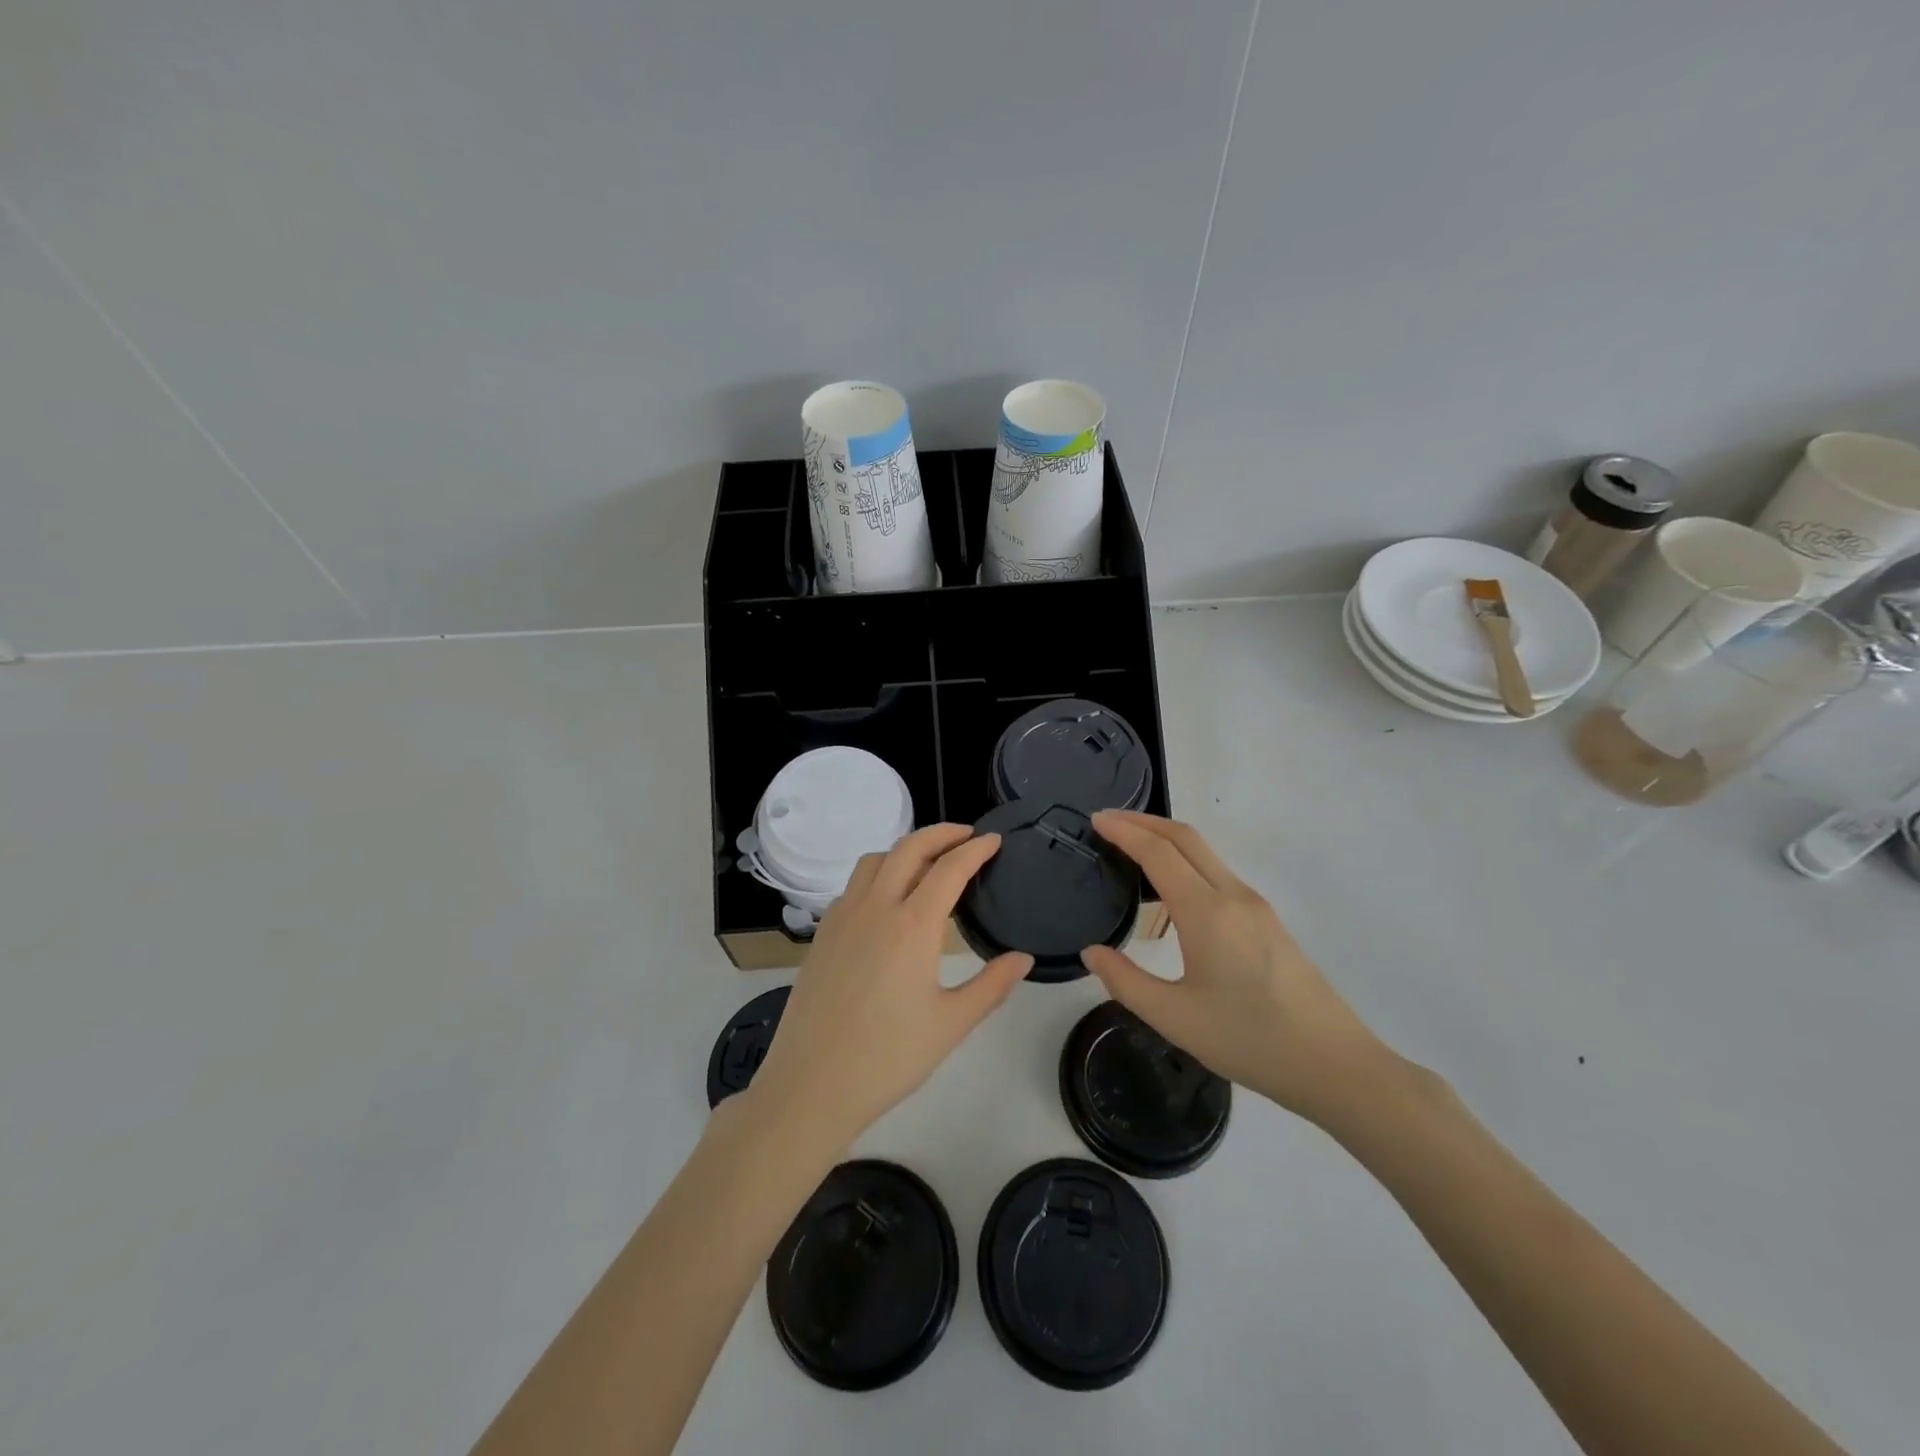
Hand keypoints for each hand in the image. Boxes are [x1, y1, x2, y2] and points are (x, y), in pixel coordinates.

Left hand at [747, 824, 1032, 1148]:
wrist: (812, 1084)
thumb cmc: (889, 1058)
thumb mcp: (951, 1024)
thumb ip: (992, 986)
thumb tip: (1023, 958)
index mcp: (912, 926)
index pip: (949, 868)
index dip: (976, 849)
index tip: (995, 841)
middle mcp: (875, 908)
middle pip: (909, 848)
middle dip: (942, 833)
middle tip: (967, 836)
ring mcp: (843, 917)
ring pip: (876, 860)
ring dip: (906, 848)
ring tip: (929, 862)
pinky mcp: (823, 933)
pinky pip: (854, 884)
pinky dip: (879, 872)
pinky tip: (889, 899)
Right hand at [1080, 811, 1391, 1127]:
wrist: (1334, 1064)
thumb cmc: (1250, 1040)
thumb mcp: (1175, 1018)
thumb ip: (1125, 981)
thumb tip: (1092, 952)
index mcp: (1207, 912)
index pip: (1158, 852)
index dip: (1124, 830)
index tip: (1095, 819)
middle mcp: (1233, 896)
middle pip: (1186, 837)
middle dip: (1144, 821)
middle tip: (1107, 821)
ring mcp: (1256, 906)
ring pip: (1205, 853)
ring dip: (1166, 839)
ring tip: (1132, 848)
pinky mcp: (1268, 921)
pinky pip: (1218, 873)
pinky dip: (1186, 861)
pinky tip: (1172, 887)